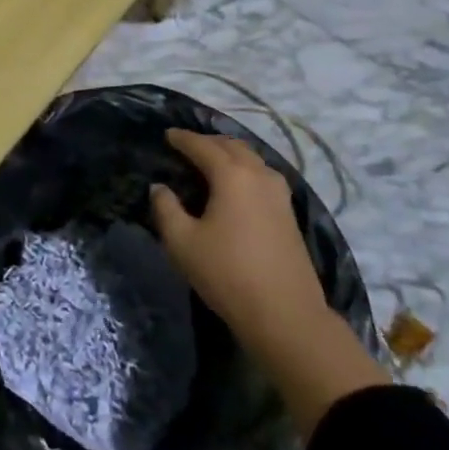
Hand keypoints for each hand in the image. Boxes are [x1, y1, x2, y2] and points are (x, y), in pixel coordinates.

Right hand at [149, 129, 326, 333]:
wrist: (285, 315)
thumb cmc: (227, 273)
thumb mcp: (182, 242)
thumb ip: (166, 208)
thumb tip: (160, 187)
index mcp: (232, 175)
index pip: (202, 146)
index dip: (182, 138)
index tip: (167, 134)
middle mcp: (259, 175)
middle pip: (232, 146)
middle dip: (208, 141)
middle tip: (187, 145)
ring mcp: (279, 194)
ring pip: (252, 159)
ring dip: (229, 154)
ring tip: (211, 161)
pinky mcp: (289, 213)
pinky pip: (262, 176)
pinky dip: (244, 170)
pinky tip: (235, 186)